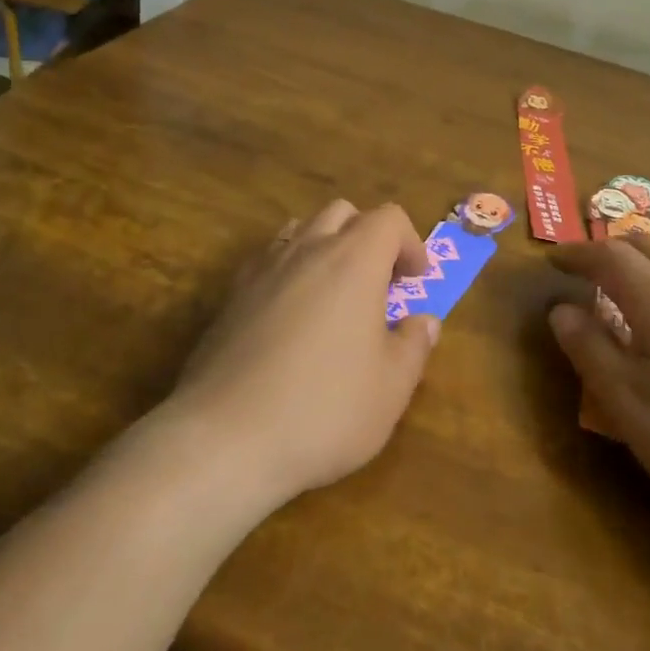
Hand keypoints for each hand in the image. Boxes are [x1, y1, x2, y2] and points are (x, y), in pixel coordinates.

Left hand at [167, 200, 440, 510]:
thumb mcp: (391, 388)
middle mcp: (306, 251)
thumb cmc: (324, 410)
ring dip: (325, 247)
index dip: (410, 243)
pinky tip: (291, 317)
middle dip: (368, 237)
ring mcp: (261, 270)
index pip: (388, 218)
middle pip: (342, 212)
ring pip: (299, 230)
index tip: (416, 282)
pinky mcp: (230, 297)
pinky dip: (289, 271)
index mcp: (353, 262)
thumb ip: (413, 346)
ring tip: (335, 295)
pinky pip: (267, 261)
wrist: (226, 438)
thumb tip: (423, 322)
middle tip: (379, 284)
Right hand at [549, 232, 649, 544]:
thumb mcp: (629, 406)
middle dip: (611, 249)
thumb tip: (561, 310)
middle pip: (649, 244)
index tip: (551, 259)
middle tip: (586, 271)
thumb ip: (590, 350)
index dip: (575, 252)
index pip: (609, 255)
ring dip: (649, 262)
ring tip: (631, 292)